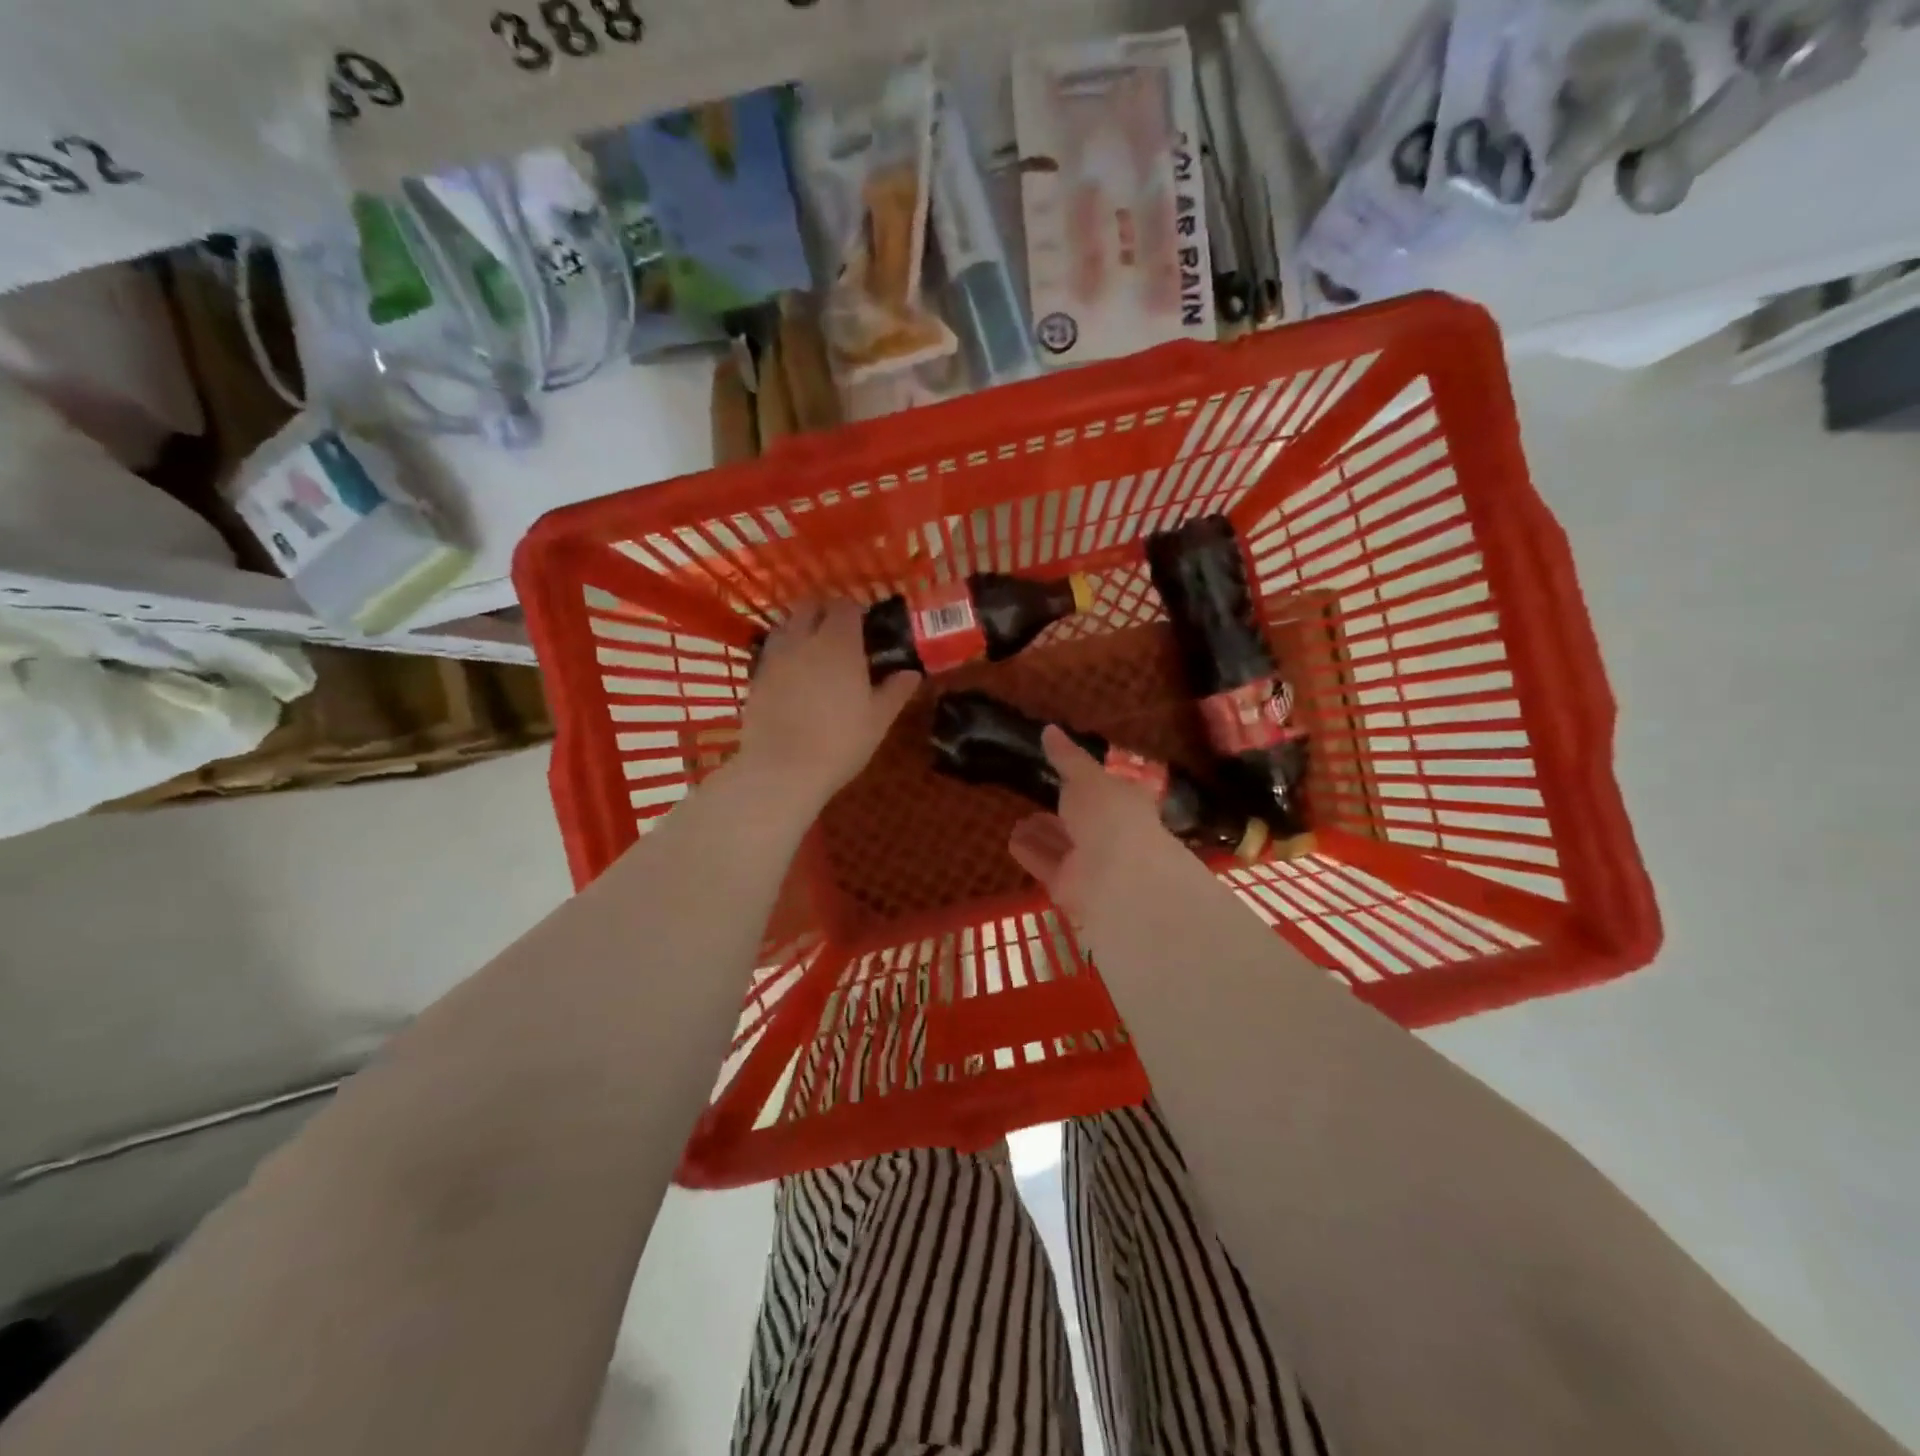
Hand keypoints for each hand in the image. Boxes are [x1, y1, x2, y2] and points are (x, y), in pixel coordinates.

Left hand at [735, 600, 919, 815]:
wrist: (782, 770)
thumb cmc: (840, 742)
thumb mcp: (878, 720)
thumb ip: (895, 691)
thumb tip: (912, 673)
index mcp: (839, 643)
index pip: (846, 606)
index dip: (856, 611)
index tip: (866, 626)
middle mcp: (804, 639)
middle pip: (810, 607)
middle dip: (825, 612)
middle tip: (840, 633)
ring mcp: (775, 656)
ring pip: (786, 625)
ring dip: (801, 628)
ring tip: (815, 651)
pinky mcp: (755, 677)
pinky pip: (772, 651)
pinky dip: (784, 653)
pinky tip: (794, 675)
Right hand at [1007, 726, 1184, 920]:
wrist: (1118, 880)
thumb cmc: (1110, 816)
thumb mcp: (1087, 778)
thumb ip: (1067, 758)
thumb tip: (1049, 729)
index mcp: (1126, 804)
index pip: (1108, 790)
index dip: (1090, 782)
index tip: (1067, 773)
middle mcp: (1112, 835)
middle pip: (1084, 822)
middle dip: (1064, 811)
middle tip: (1038, 797)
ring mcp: (1092, 864)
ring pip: (1063, 845)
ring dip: (1044, 833)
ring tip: (1018, 821)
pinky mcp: (1070, 888)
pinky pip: (1047, 865)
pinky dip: (1032, 853)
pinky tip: (1012, 840)